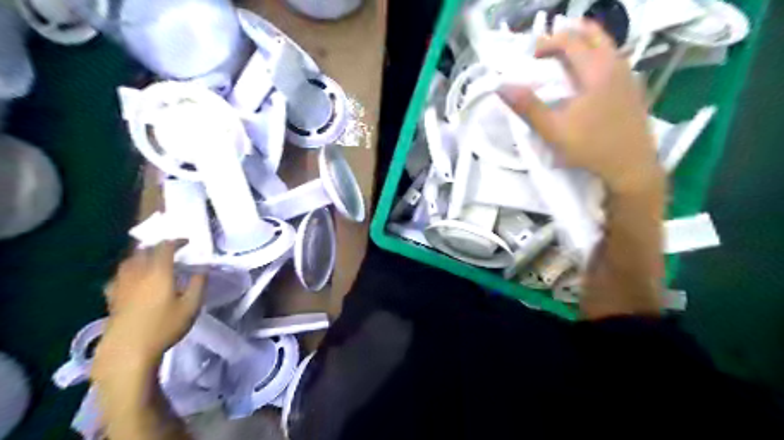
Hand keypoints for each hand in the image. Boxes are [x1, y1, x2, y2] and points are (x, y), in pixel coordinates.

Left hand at [91, 241, 203, 377]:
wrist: (128, 351)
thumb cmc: (164, 327)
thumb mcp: (191, 306)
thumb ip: (198, 284)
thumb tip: (202, 270)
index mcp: (159, 272)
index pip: (165, 247)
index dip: (176, 241)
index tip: (187, 242)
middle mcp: (138, 273)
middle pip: (144, 251)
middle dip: (157, 247)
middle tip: (170, 250)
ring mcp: (122, 285)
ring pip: (128, 262)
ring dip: (141, 257)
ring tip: (150, 261)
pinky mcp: (112, 299)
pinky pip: (118, 277)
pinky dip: (127, 272)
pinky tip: (131, 280)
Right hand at [502, 19, 660, 193]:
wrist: (630, 166)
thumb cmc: (590, 147)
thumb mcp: (553, 130)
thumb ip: (527, 107)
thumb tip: (501, 87)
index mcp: (596, 70)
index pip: (569, 40)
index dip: (546, 43)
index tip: (530, 58)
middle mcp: (616, 64)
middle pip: (592, 33)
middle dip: (567, 36)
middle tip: (546, 54)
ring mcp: (628, 75)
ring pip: (606, 45)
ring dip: (582, 47)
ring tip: (562, 65)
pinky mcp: (633, 88)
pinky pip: (613, 59)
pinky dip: (595, 59)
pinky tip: (585, 82)